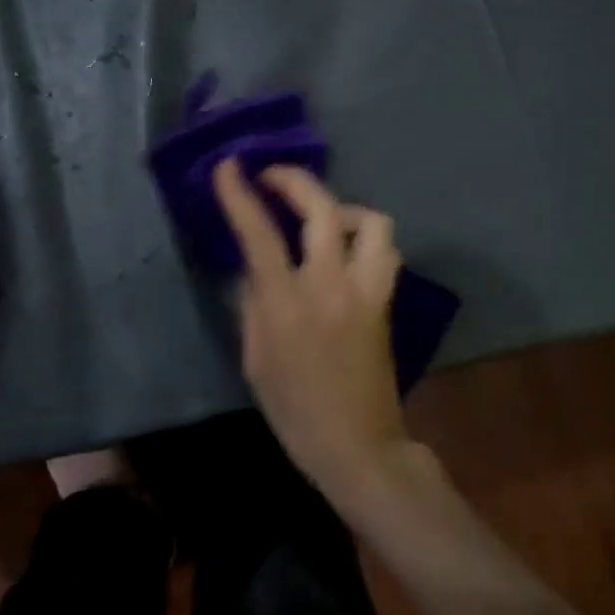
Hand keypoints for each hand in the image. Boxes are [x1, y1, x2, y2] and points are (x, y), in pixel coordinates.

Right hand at [212, 159, 412, 511]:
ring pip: (371, 222)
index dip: (240, 196)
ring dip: (342, 209)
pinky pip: (383, 251)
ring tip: (321, 220)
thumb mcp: (255, 360)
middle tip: (272, 177)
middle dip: (294, 180)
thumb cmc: (295, 411)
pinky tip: (345, 251)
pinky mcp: (386, 301)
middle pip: (322, 210)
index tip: (228, 167)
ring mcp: (366, 291)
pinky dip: (364, 237)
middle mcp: (331, 286)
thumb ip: (251, 305)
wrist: (358, 447)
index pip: (260, 235)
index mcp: (288, 304)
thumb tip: (251, 269)